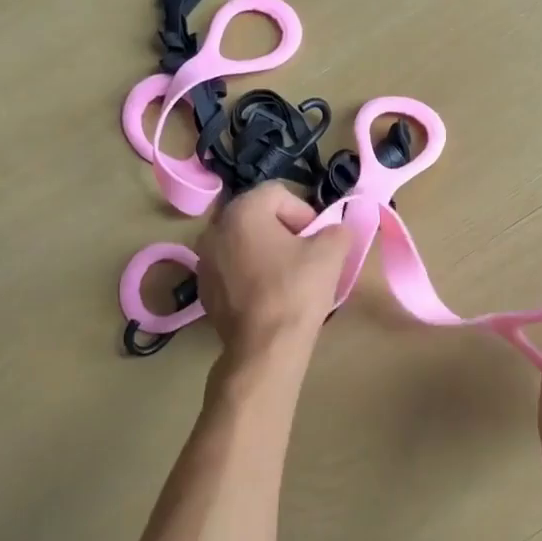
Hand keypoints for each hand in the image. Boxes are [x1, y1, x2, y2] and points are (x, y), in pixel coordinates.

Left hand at [196, 184, 350, 362]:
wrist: (265, 347)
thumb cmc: (296, 291)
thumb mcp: (332, 252)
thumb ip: (337, 229)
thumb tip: (335, 230)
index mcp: (242, 211)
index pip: (279, 193)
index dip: (305, 213)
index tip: (317, 241)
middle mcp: (215, 228)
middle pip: (258, 217)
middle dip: (284, 232)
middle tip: (305, 258)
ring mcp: (204, 260)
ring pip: (244, 244)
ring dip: (266, 253)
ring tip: (287, 279)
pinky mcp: (203, 289)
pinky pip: (232, 269)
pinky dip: (250, 275)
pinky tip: (268, 297)